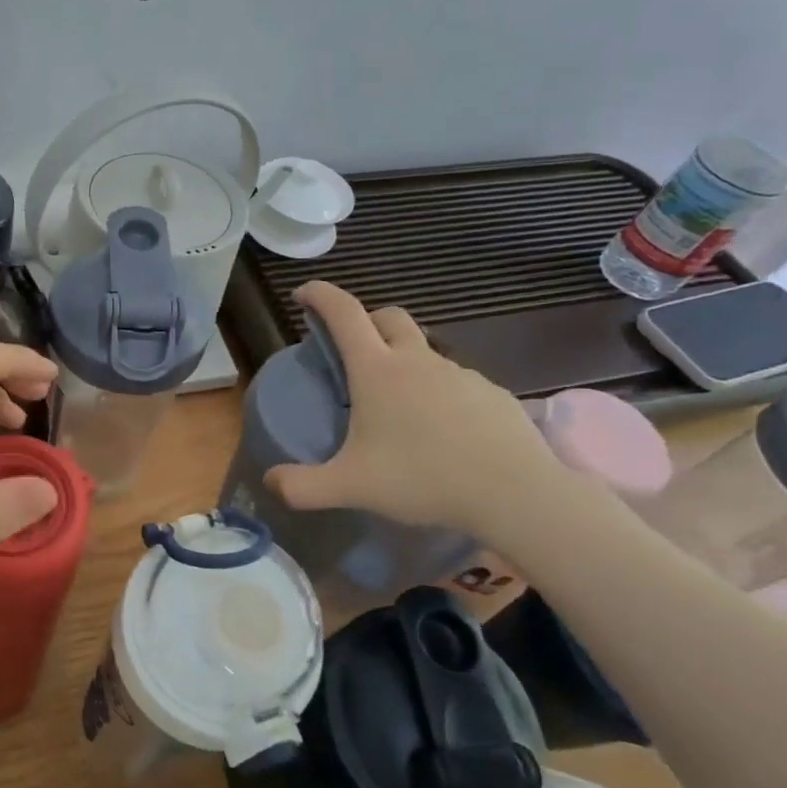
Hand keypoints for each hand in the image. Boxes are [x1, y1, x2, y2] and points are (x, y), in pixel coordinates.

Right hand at [264, 282, 565, 538]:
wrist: (516, 494)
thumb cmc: (423, 479)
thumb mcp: (350, 487)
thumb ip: (301, 486)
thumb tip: (270, 482)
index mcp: (377, 371)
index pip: (344, 313)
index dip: (320, 295)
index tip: (303, 293)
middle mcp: (417, 361)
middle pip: (388, 317)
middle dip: (364, 320)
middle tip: (351, 349)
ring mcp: (460, 374)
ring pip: (424, 351)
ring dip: (403, 361)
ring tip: (396, 406)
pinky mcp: (492, 394)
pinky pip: (454, 382)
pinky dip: (437, 392)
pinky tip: (440, 431)